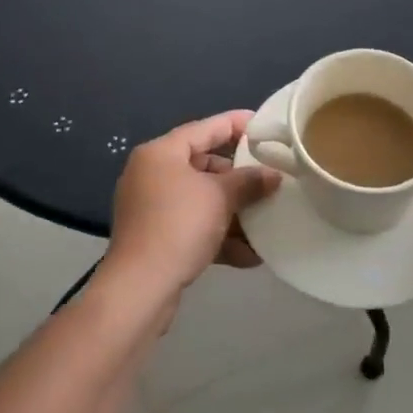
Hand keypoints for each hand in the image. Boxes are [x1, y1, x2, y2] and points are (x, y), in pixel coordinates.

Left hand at [105, 112, 282, 298]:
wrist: (139, 289)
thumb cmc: (179, 225)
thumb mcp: (220, 197)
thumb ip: (249, 181)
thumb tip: (273, 175)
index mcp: (161, 152)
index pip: (205, 128)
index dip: (236, 124)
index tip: (264, 125)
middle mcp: (152, 174)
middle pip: (203, 164)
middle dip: (238, 177)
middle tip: (268, 179)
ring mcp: (151, 207)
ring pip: (200, 199)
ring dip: (232, 211)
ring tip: (264, 219)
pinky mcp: (155, 238)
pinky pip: (193, 226)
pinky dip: (218, 235)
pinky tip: (249, 254)